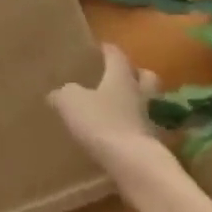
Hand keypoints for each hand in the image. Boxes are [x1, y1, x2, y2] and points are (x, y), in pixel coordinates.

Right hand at [49, 44, 165, 174]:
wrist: (133, 163)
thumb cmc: (101, 122)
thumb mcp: (70, 102)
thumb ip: (63, 93)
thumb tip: (57, 93)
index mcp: (121, 76)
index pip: (117, 55)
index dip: (108, 50)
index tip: (101, 48)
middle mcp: (140, 93)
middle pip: (145, 76)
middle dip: (135, 74)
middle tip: (120, 77)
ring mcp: (151, 119)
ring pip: (148, 103)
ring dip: (137, 103)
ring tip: (119, 109)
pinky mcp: (154, 144)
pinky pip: (145, 129)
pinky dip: (135, 129)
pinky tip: (122, 135)